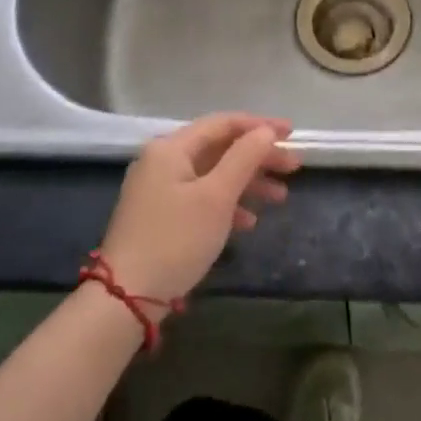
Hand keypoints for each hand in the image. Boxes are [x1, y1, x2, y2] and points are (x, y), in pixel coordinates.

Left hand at [99, 113, 299, 305]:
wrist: (127, 297)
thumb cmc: (176, 239)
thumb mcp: (216, 196)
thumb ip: (244, 158)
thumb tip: (265, 131)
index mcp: (171, 148)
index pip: (223, 124)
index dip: (260, 126)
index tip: (292, 134)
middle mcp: (162, 161)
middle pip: (219, 148)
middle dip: (258, 157)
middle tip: (293, 167)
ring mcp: (159, 190)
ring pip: (213, 175)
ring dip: (248, 182)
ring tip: (280, 198)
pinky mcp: (161, 216)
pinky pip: (201, 197)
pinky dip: (227, 204)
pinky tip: (249, 221)